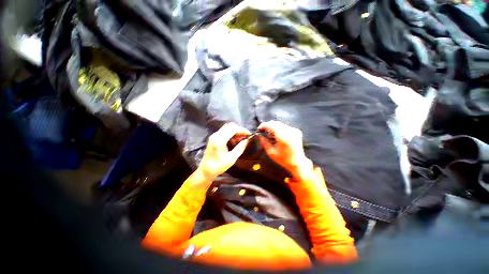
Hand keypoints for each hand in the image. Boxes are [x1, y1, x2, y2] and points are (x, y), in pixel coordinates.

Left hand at [196, 123, 249, 181]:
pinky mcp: (213, 137)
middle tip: (245, 137)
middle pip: (230, 126)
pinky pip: (224, 131)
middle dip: (239, 129)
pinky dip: (230, 133)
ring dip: (235, 131)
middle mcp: (216, 135)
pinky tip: (234, 140)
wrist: (205, 170)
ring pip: (227, 127)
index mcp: (220, 140)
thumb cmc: (218, 166)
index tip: (249, 134)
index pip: (233, 129)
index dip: (242, 130)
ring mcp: (214, 135)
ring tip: (240, 139)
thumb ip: (240, 148)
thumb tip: (247, 140)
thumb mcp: (231, 159)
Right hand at [258, 121, 312, 179]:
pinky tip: (277, 135)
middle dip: (268, 125)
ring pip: (280, 124)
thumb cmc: (283, 159)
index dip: (264, 125)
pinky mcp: (296, 131)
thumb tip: (260, 136)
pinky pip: (285, 126)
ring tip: (270, 134)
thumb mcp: (271, 153)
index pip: (271, 125)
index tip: (259, 129)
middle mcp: (289, 131)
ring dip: (273, 127)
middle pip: (275, 123)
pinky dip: (279, 128)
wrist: (298, 162)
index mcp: (283, 137)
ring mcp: (294, 130)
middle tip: (263, 131)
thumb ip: (264, 143)